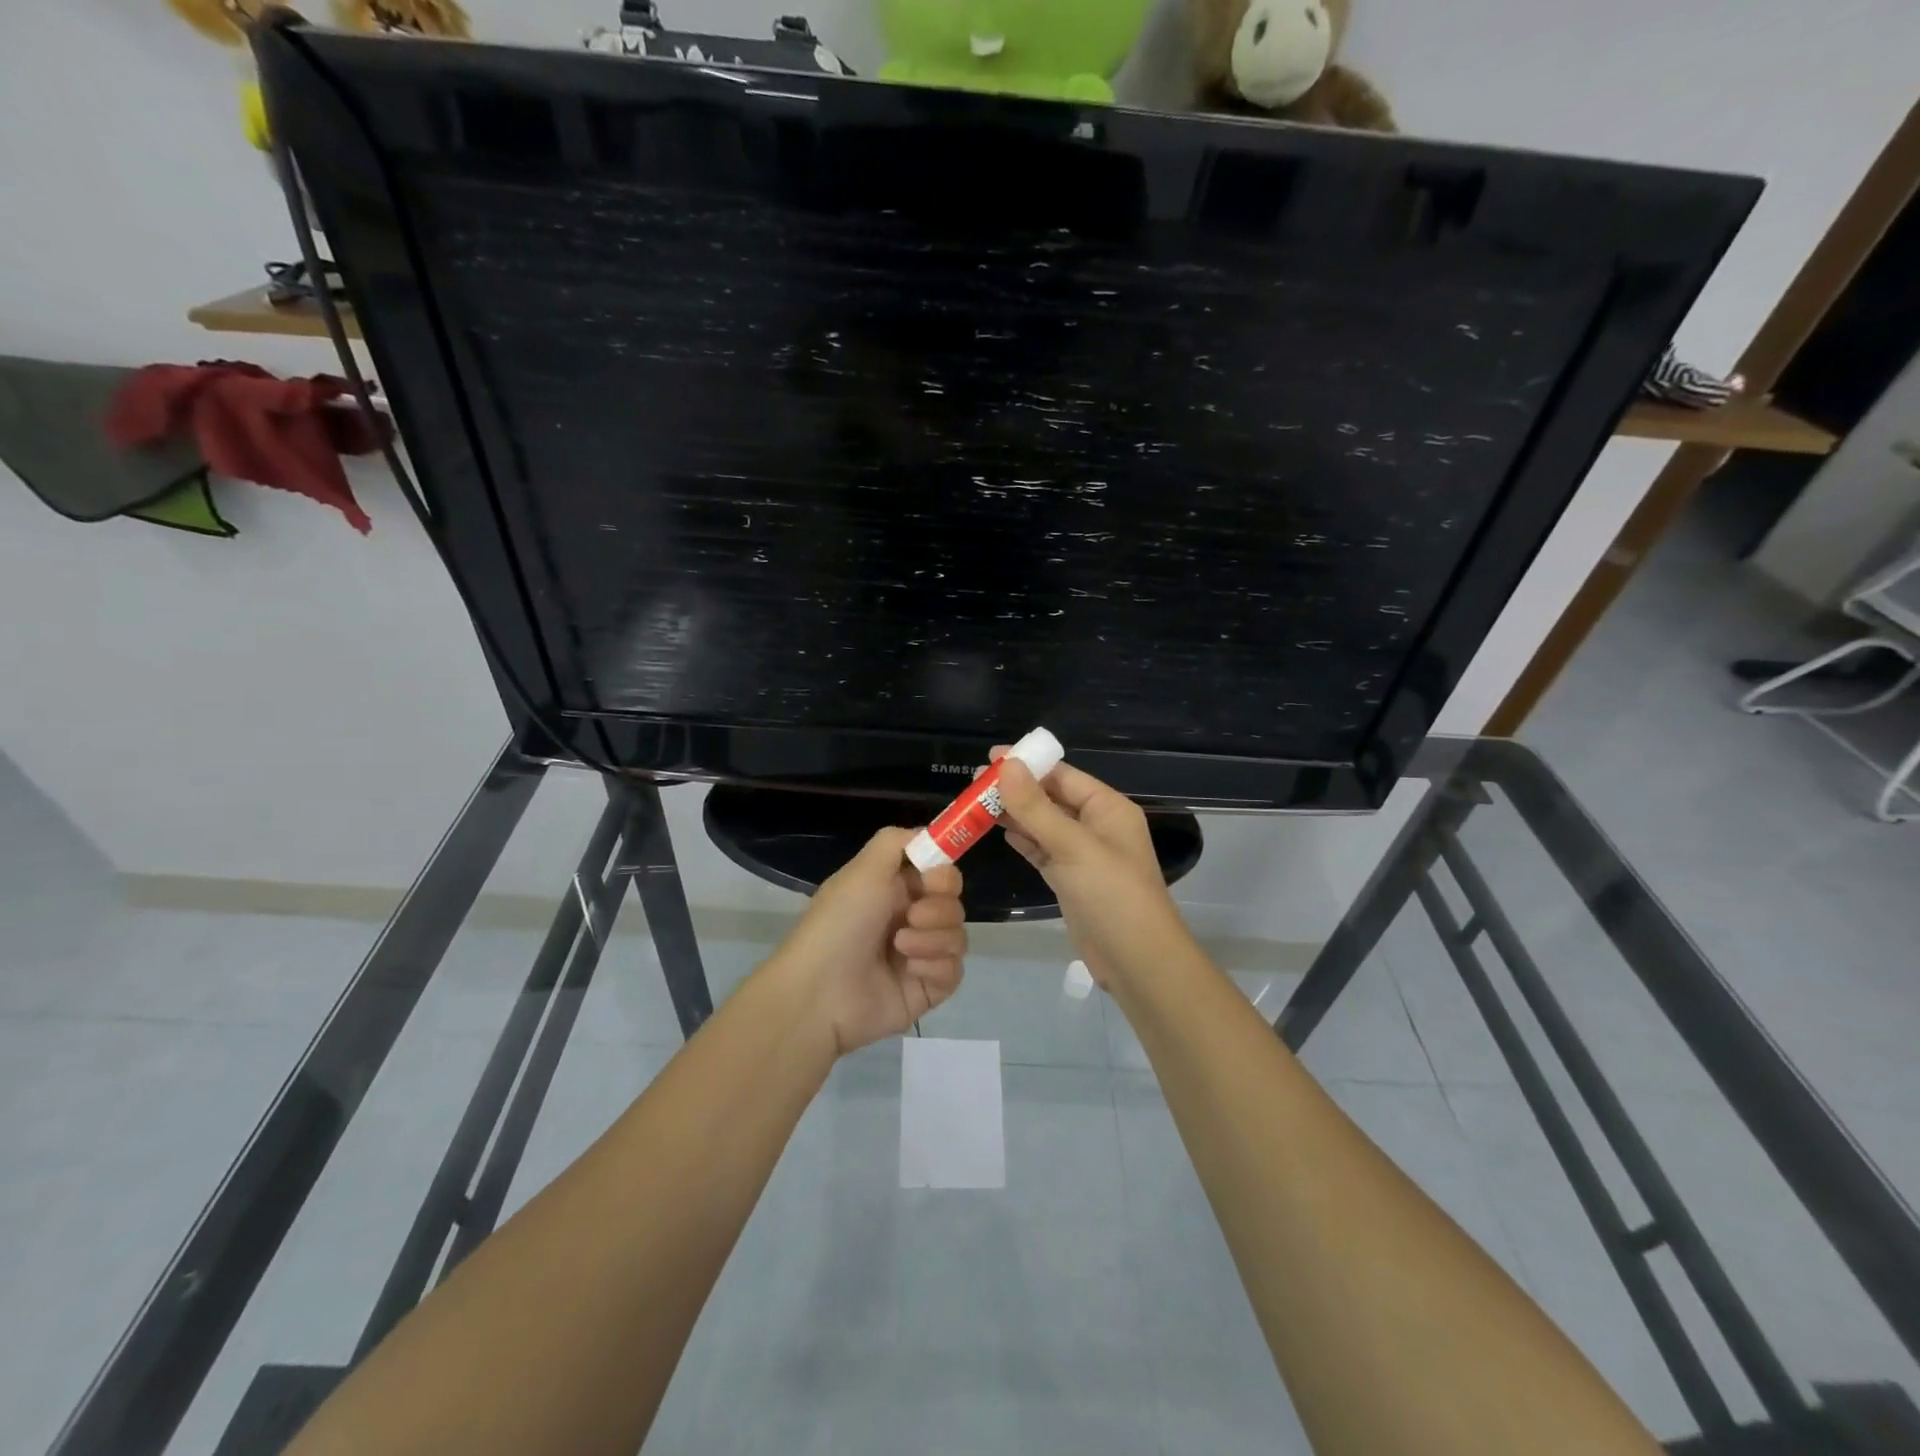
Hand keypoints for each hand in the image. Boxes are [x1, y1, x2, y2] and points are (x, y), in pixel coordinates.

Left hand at [768, 827, 966, 1055]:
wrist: (821, 992)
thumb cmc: (841, 922)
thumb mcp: (864, 869)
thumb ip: (897, 841)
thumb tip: (929, 835)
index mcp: (893, 888)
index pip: (940, 872)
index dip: (944, 873)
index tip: (933, 879)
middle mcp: (909, 918)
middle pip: (954, 902)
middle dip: (938, 907)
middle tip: (912, 916)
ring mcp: (920, 955)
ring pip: (957, 935)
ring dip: (933, 937)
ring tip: (900, 947)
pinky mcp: (928, 988)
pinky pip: (954, 969)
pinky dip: (935, 965)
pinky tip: (909, 970)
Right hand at [994, 751, 1192, 992]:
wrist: (1136, 961)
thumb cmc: (1112, 894)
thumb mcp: (1073, 846)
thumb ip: (1037, 807)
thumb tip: (1007, 765)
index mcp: (1107, 808)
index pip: (1063, 775)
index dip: (1028, 764)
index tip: (989, 759)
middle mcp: (1096, 826)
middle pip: (1051, 798)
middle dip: (1016, 790)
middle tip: (974, 784)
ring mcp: (1083, 854)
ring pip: (1043, 825)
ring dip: (1015, 815)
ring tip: (975, 805)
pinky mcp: (1070, 879)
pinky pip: (1042, 850)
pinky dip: (1023, 840)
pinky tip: (999, 832)